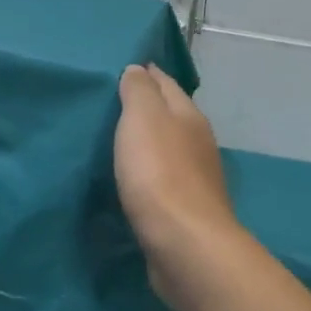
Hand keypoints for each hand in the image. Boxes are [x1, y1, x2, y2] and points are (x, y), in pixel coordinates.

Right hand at [114, 65, 241, 303]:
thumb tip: (139, 69)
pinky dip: (148, 175)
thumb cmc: (159, 174)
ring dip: (148, 144)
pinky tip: (131, 180)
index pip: (167, 84)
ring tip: (117, 141)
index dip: (147, 73)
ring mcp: (195, 180)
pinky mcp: (185, 211)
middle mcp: (197, 144)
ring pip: (168, 150)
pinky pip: (162, 182)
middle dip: (147, 109)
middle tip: (112, 104)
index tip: (124, 67)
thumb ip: (139, 91)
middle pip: (171, 117)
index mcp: (189, 117)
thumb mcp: (143, 119)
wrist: (184, 244)